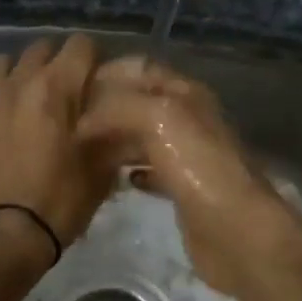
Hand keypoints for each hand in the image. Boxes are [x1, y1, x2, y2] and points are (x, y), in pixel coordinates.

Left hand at [0, 35, 112, 257]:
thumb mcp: (102, 168)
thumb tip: (121, 119)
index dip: (95, 59)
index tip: (101, 81)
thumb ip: (113, 133)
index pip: (80, 45)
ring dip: (18, 73)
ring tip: (31, 98)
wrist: (6, 236)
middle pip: (40, 49)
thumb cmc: (60, 199)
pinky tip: (3, 130)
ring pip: (0, 65)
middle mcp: (18, 84)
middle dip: (58, 62)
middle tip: (71, 91)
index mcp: (54, 87)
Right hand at [77, 56, 297, 297]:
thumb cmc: (198, 166)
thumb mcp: (157, 117)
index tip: (70, 89)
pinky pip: (148, 170)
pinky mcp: (183, 189)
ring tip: (78, 151)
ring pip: (141, 137)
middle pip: (138, 104)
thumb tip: (83, 123)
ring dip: (112, 140)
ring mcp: (186, 155)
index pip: (141, 70)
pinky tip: (107, 180)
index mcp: (185, 93)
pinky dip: (128, 170)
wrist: (235, 230)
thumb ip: (117, 108)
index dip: (107, 74)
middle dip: (104, 110)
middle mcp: (187, 118)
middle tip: (65, 124)